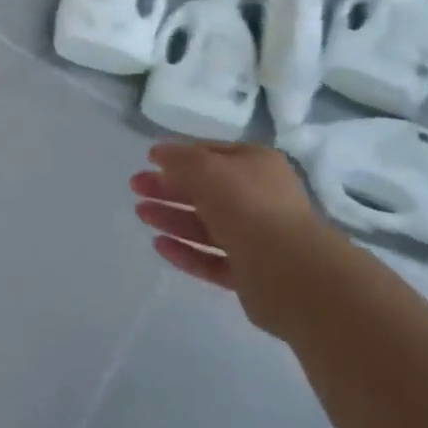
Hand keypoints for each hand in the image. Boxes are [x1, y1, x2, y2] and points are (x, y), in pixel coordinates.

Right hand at [130, 142, 338, 336]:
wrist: (291, 272)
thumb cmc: (247, 206)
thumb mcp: (206, 169)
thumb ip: (179, 159)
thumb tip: (159, 153)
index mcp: (257, 165)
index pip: (212, 154)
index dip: (179, 156)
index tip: (148, 161)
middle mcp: (259, 198)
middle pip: (206, 190)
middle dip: (169, 187)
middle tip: (136, 188)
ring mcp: (257, 238)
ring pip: (207, 224)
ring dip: (173, 217)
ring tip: (140, 214)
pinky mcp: (251, 274)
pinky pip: (212, 258)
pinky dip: (186, 251)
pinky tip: (159, 245)